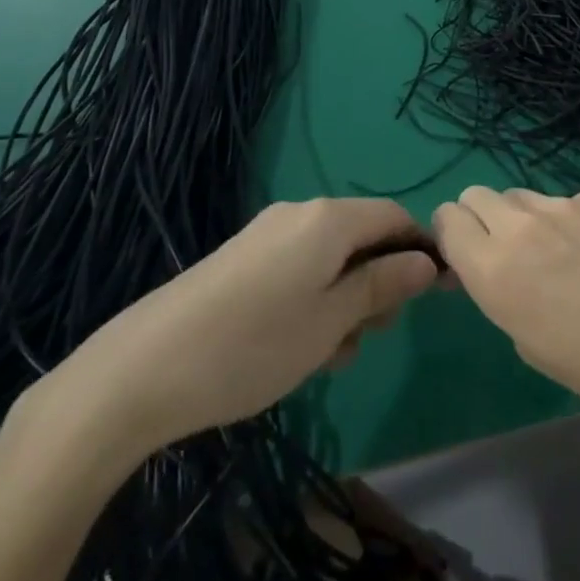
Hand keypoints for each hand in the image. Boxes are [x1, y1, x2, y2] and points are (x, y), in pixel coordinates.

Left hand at [36, 199, 439, 465]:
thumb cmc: (255, 345)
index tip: (435, 294)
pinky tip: (296, 344)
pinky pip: (298, 265)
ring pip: (330, 256)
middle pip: (362, 235)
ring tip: (329, 353)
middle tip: (370, 335)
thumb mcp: (332, 321)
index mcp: (330, 218)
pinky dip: (313, 296)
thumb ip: (383, 285)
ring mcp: (267, 232)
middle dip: (379, 281)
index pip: (395, 216)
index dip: (420, 250)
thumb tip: (427, 261)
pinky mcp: (242, 256)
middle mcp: (301, 212)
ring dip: (345, 297)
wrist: (144, 368)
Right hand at [432, 187, 579, 430]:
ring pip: (520, 195)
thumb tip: (496, 271)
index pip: (447, 219)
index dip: (452, 237)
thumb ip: (502, 296)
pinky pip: (565, 201)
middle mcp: (520, 225)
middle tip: (507, 254)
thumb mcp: (533, 347)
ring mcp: (562, 204)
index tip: (468, 260)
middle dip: (480, 219)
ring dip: (523, 219)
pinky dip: (568, 221)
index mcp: (494, 269)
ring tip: (559, 255)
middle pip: (477, 195)